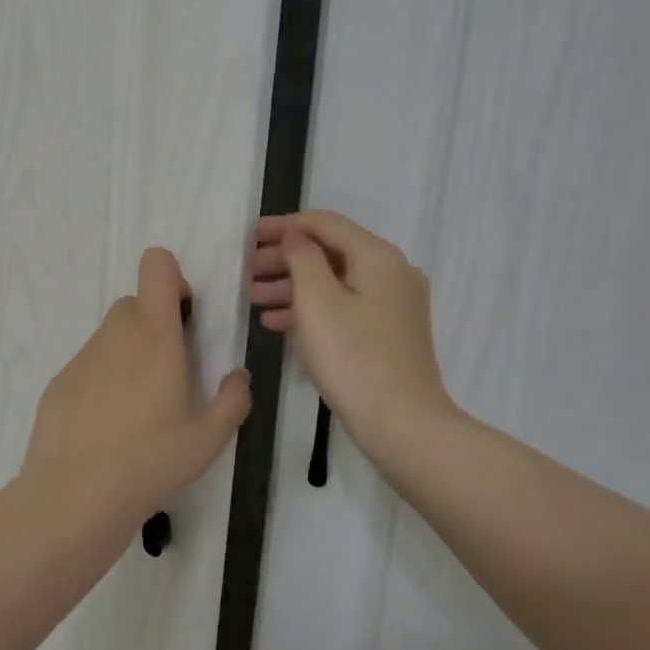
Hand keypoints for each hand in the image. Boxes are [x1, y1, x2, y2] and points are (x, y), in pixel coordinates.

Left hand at [23, 247, 250, 525]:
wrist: (75, 497)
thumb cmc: (150, 461)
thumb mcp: (209, 440)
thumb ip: (232, 400)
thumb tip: (236, 377)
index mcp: (155, 335)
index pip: (156, 266)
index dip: (172, 279)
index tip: (183, 317)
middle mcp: (115, 335)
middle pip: (134, 304)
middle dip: (154, 325)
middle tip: (168, 374)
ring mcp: (82, 357)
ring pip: (111, 337)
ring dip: (128, 355)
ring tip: (137, 410)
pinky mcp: (58, 382)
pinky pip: (88, 366)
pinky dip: (101, 381)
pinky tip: (105, 428)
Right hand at [252, 211, 461, 461]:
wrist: (403, 426)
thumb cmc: (353, 358)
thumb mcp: (317, 302)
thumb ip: (302, 259)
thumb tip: (295, 235)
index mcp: (378, 256)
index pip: (325, 223)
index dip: (283, 225)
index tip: (248, 235)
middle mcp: (392, 272)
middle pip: (330, 252)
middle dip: (284, 258)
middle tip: (246, 270)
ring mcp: (394, 304)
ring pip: (335, 281)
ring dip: (292, 285)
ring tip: (252, 297)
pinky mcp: (389, 332)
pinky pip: (344, 306)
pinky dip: (312, 309)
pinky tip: (276, 322)